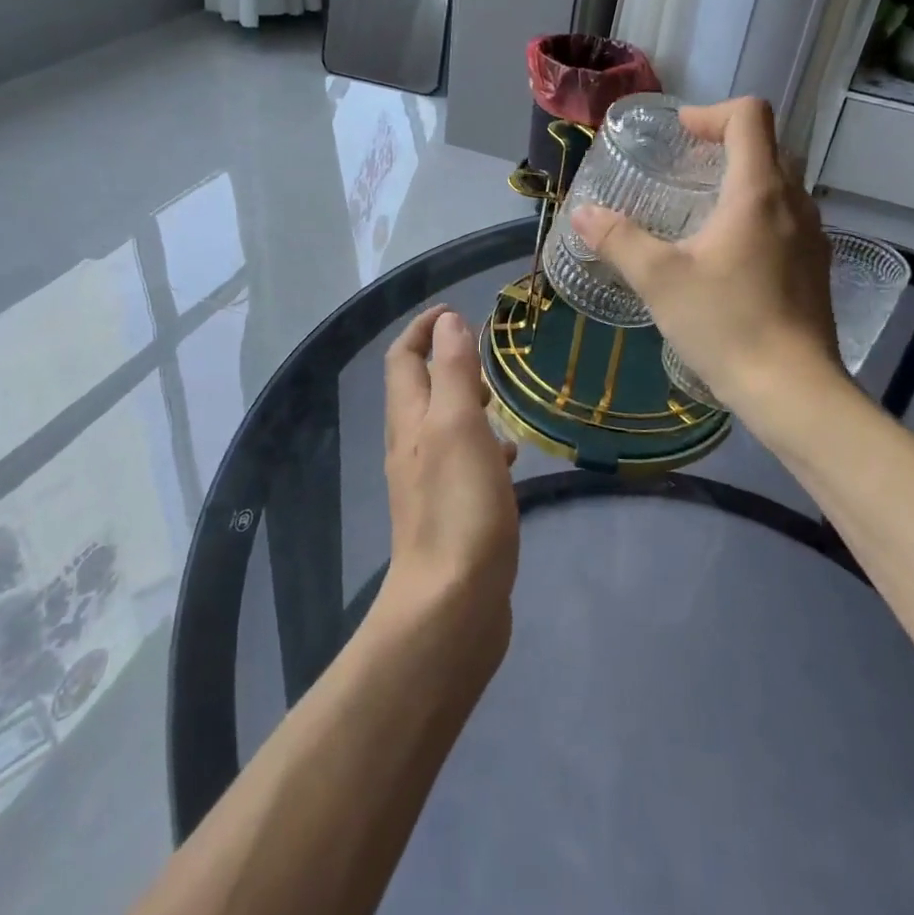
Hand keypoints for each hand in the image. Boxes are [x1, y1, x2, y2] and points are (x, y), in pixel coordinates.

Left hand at [377, 307, 519, 656]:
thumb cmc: (458, 506)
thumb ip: (453, 371)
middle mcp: (411, 446)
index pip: (404, 358)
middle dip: (447, 360)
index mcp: (410, 420)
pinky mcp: (451, 511)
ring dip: (467, 401)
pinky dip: (482, 444)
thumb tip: (448, 322)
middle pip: (420, 388)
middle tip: (486, 352)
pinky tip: (509, 457)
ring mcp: (429, 481)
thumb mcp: (458, 425)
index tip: (455, 310)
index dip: (424, 328)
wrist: (452, 605)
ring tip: (503, 398)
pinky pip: (462, 461)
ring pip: (444, 425)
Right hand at [573, 97, 844, 421]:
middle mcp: (794, 202)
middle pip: (767, 145)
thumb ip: (618, 239)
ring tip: (699, 211)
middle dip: (724, 144)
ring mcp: (812, 236)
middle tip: (684, 168)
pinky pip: (787, 218)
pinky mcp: (815, 267)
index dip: (711, 113)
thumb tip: (582, 213)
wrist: (793, 390)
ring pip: (780, 184)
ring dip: (741, 180)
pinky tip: (727, 254)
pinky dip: (756, 214)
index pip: (750, 116)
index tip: (679, 135)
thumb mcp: (659, 280)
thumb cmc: (726, 324)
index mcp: (759, 192)